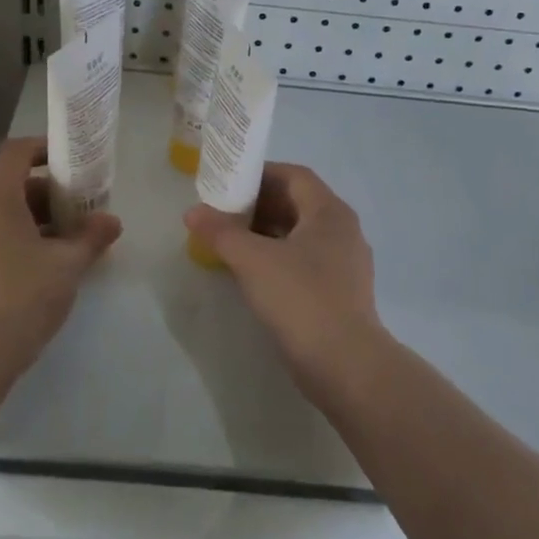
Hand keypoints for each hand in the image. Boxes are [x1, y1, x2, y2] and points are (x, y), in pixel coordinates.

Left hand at [0, 137, 121, 364]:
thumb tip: (112, 221)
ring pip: (4, 217)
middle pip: (13, 187)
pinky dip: (21, 241)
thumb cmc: (23, 295)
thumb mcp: (67, 265)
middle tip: (82, 208)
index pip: (16, 153)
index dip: (44, 148)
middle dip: (50, 193)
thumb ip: (91, 237)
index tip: (73, 161)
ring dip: (38, 220)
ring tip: (71, 240)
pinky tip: (47, 267)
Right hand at [183, 163, 383, 385]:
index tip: (228, 183)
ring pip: (301, 235)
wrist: (344, 364)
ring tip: (231, 241)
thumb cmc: (300, 298)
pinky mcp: (341, 292)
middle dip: (259, 205)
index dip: (260, 174)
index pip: (294, 176)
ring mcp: (345, 264)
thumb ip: (220, 232)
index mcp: (330, 212)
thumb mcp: (252, 260)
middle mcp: (343, 231)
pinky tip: (253, 273)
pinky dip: (278, 258)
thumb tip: (193, 212)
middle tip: (224, 212)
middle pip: (298, 204)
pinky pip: (306, 262)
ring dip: (267, 233)